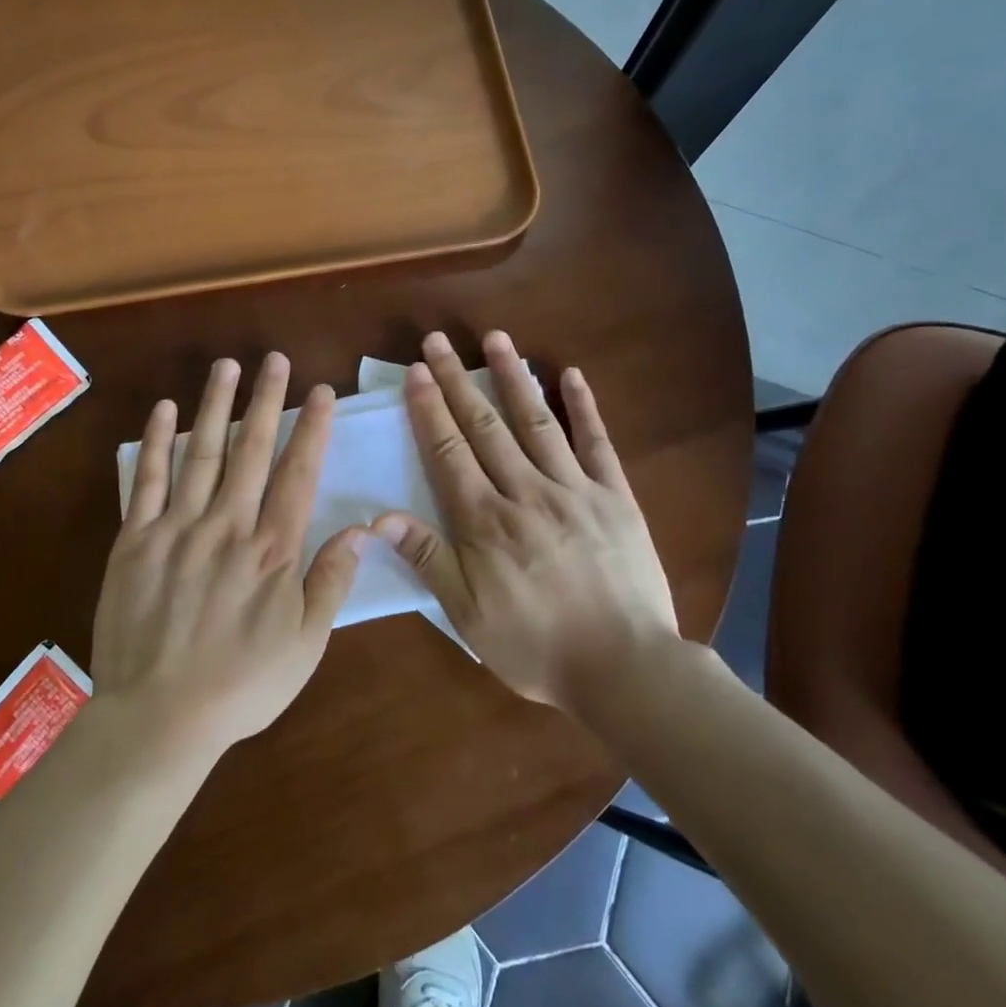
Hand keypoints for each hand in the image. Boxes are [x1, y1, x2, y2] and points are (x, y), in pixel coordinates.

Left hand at [92, 353, 363, 759]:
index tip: (320, 392)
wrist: (159, 716)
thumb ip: (331, 582)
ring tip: (227, 366)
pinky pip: (146, 481)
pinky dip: (156, 443)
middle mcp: (227, 525)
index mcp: (272, 550)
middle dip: (266, 400)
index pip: (298, 474)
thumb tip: (362, 530)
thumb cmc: (241, 685)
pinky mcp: (135, 539)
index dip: (311, 429)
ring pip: (201, 453)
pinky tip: (165, 410)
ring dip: (215, 406)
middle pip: (252, 450)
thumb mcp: (305, 645)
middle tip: (275, 359)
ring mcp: (177, 528)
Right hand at [373, 330, 679, 714]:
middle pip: (485, 427)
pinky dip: (584, 406)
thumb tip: (380, 518)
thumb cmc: (536, 646)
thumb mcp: (468, 615)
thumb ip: (428, 560)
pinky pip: (597, 443)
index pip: (449, 452)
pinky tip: (571, 374)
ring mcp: (574, 489)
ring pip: (536, 422)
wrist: (625, 668)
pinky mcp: (615, 496)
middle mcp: (526, 492)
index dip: (430, 410)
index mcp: (486, 522)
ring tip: (495, 338)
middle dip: (458, 381)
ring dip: (513, 377)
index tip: (416, 373)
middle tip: (438, 341)